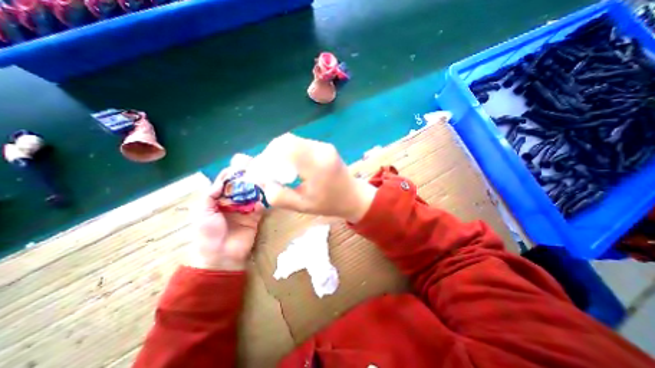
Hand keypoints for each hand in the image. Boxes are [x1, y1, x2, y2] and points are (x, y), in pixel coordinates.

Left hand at [187, 171, 262, 271]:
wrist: (221, 255)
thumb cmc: (207, 233)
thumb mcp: (202, 212)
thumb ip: (210, 195)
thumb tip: (222, 181)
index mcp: (217, 202)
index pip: (224, 185)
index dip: (230, 176)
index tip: (238, 166)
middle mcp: (231, 204)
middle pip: (240, 189)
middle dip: (246, 180)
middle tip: (255, 170)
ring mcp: (244, 211)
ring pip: (251, 196)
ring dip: (256, 189)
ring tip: (262, 180)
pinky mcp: (254, 217)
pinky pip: (259, 207)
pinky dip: (262, 201)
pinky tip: (264, 195)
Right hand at [258, 133, 376, 222]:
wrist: (353, 196)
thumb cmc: (330, 204)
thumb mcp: (302, 206)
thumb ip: (279, 196)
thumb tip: (264, 182)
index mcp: (317, 165)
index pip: (286, 148)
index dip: (268, 156)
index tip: (261, 171)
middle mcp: (321, 150)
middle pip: (287, 140)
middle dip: (271, 153)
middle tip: (267, 170)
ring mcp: (324, 146)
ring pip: (293, 141)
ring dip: (280, 152)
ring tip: (277, 169)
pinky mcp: (324, 146)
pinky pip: (301, 144)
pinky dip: (290, 152)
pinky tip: (290, 165)